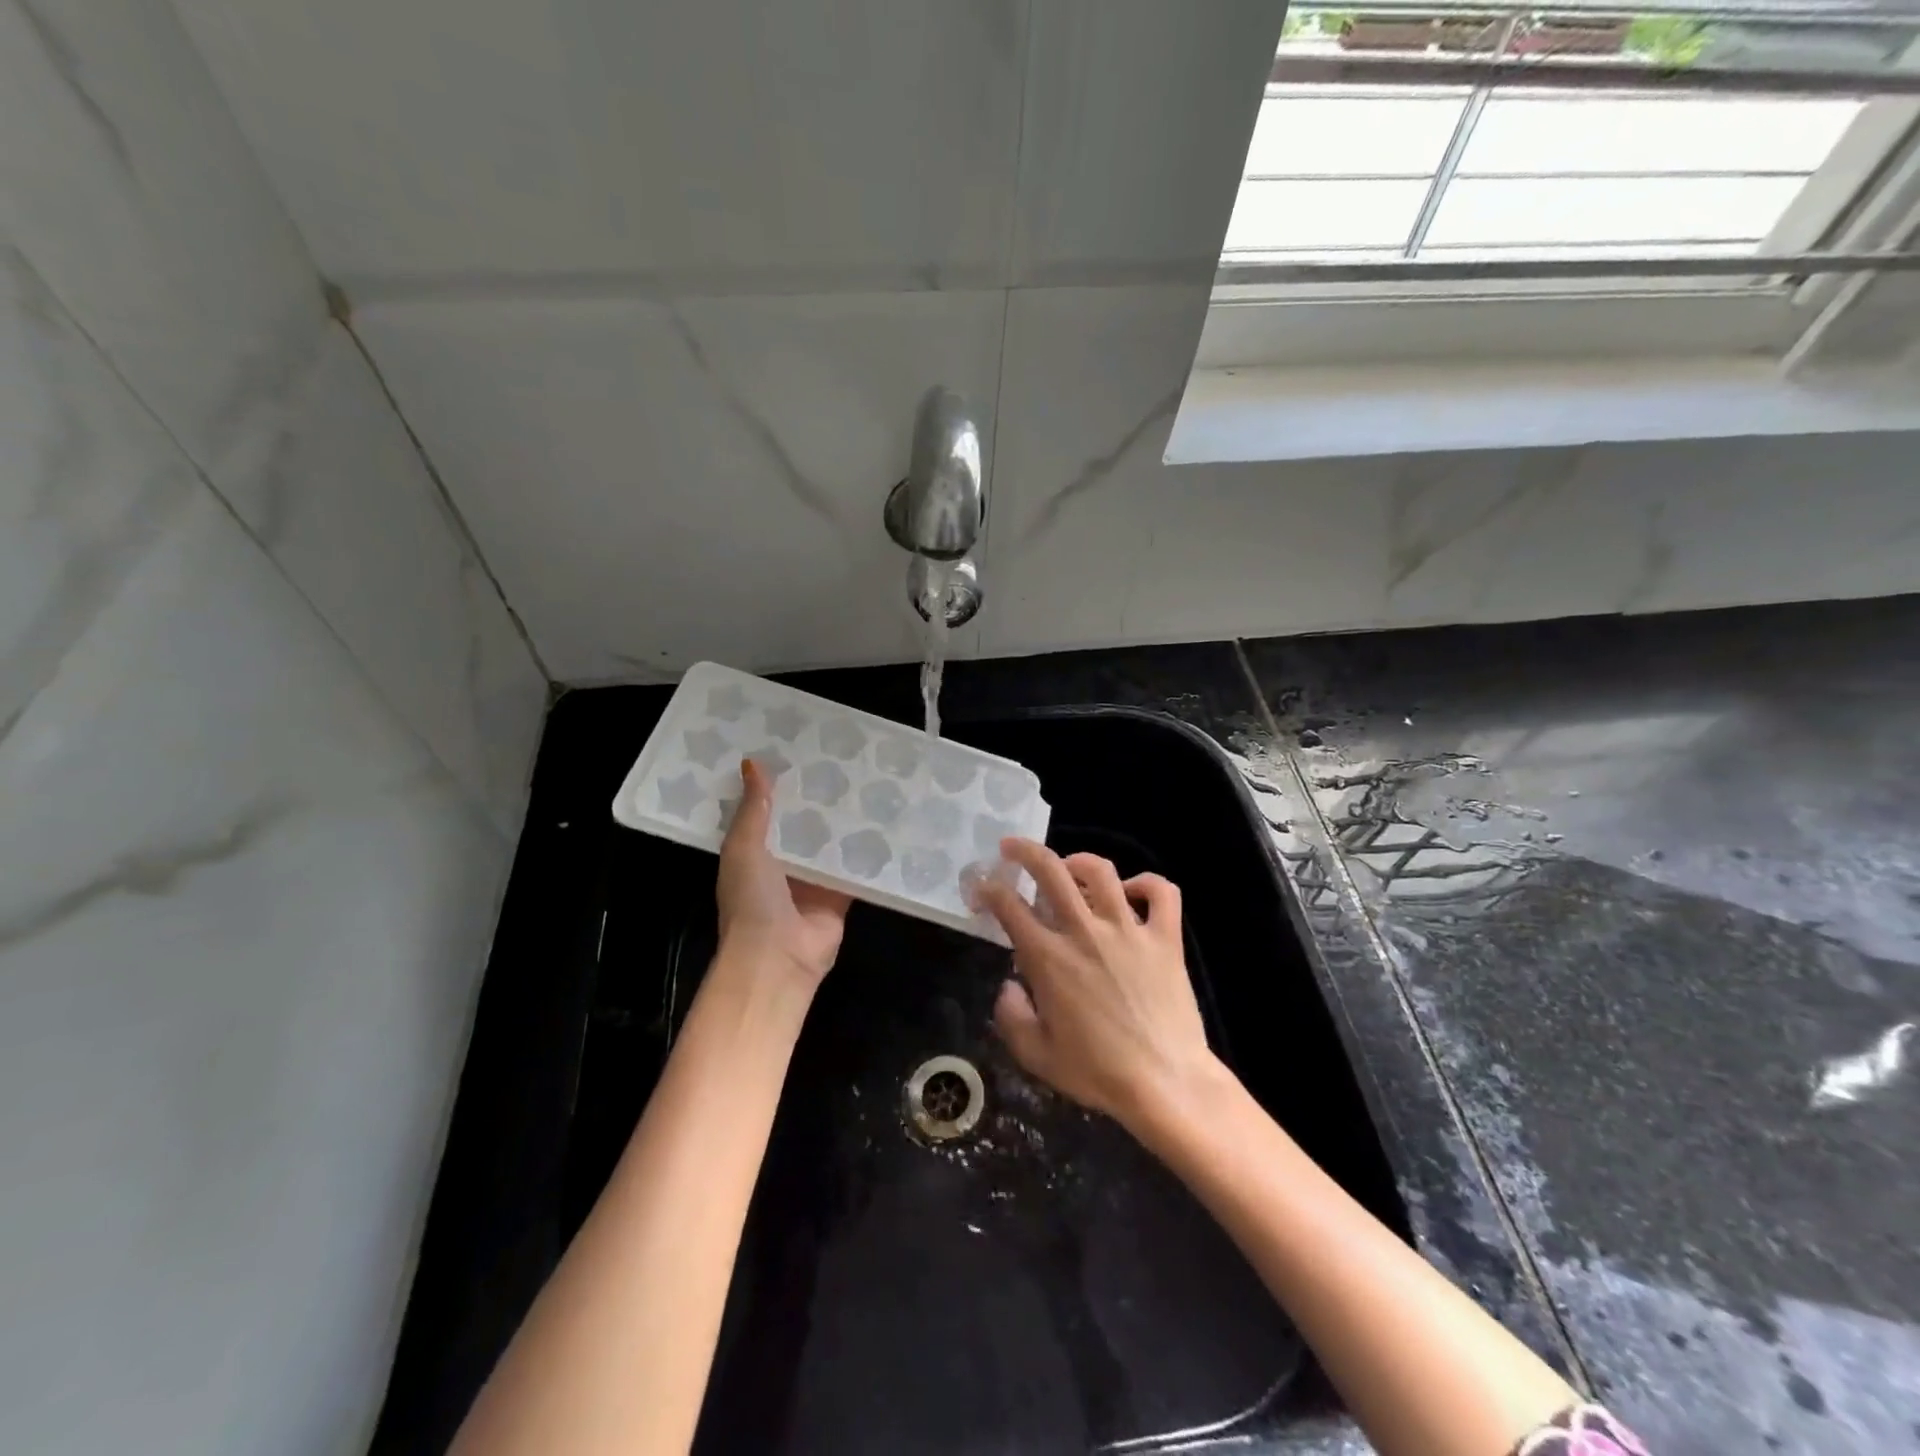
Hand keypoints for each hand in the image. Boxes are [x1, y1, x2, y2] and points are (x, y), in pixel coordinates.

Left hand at [715, 759, 850, 985]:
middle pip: (803, 825)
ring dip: (844, 822)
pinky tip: (886, 823)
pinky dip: (867, 852)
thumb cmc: (752, 899)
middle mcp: (783, 865)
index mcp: (753, 852)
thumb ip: (753, 808)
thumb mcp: (743, 847)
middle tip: (842, 760)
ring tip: (868, 783)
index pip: (767, 811)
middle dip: (818, 800)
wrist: (777, 958)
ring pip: (831, 844)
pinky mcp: (840, 896)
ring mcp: (813, 881)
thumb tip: (752, 762)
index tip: (798, 751)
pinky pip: (855, 869)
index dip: (780, 785)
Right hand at [972, 839, 1218, 1128]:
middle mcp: (1085, 932)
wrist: (1166, 1085)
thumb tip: (1010, 986)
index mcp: (1049, 958)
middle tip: (1012, 848)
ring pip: (1102, 871)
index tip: (980, 888)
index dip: (987, 889)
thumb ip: (1011, 1016)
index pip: (1008, 905)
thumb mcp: (1037, 1056)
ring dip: (1079, 861)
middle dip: (1024, 851)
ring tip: (1070, 867)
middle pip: (1050, 870)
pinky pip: (1161, 893)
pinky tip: (1132, 893)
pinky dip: (1147, 884)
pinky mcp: (1165, 938)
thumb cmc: (1098, 1073)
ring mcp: (1129, 930)